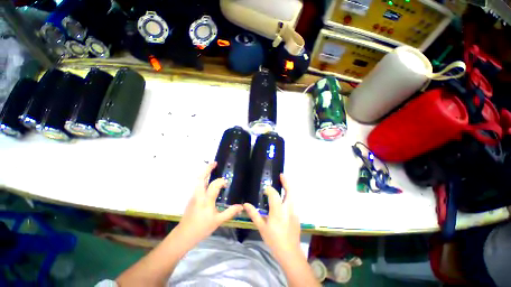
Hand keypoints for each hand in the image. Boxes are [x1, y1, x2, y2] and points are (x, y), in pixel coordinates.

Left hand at [176, 162, 242, 246]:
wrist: (184, 235)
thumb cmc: (202, 228)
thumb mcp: (218, 221)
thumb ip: (230, 212)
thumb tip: (241, 206)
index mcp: (206, 200)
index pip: (214, 185)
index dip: (221, 181)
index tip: (226, 184)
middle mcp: (199, 195)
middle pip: (201, 178)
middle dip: (207, 169)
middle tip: (214, 163)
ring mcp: (194, 196)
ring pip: (197, 180)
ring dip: (204, 173)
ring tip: (211, 168)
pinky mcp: (192, 198)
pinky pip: (197, 185)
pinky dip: (202, 179)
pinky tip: (207, 180)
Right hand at [244, 174, 301, 258]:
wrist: (290, 252)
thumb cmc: (274, 240)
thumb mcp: (262, 227)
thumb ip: (254, 214)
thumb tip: (245, 204)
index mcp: (278, 211)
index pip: (274, 194)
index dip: (269, 189)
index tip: (265, 189)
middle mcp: (288, 209)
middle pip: (290, 191)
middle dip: (286, 182)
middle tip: (281, 175)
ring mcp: (294, 212)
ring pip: (293, 196)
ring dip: (288, 188)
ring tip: (283, 183)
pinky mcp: (297, 216)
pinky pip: (292, 203)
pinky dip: (288, 197)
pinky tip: (283, 200)